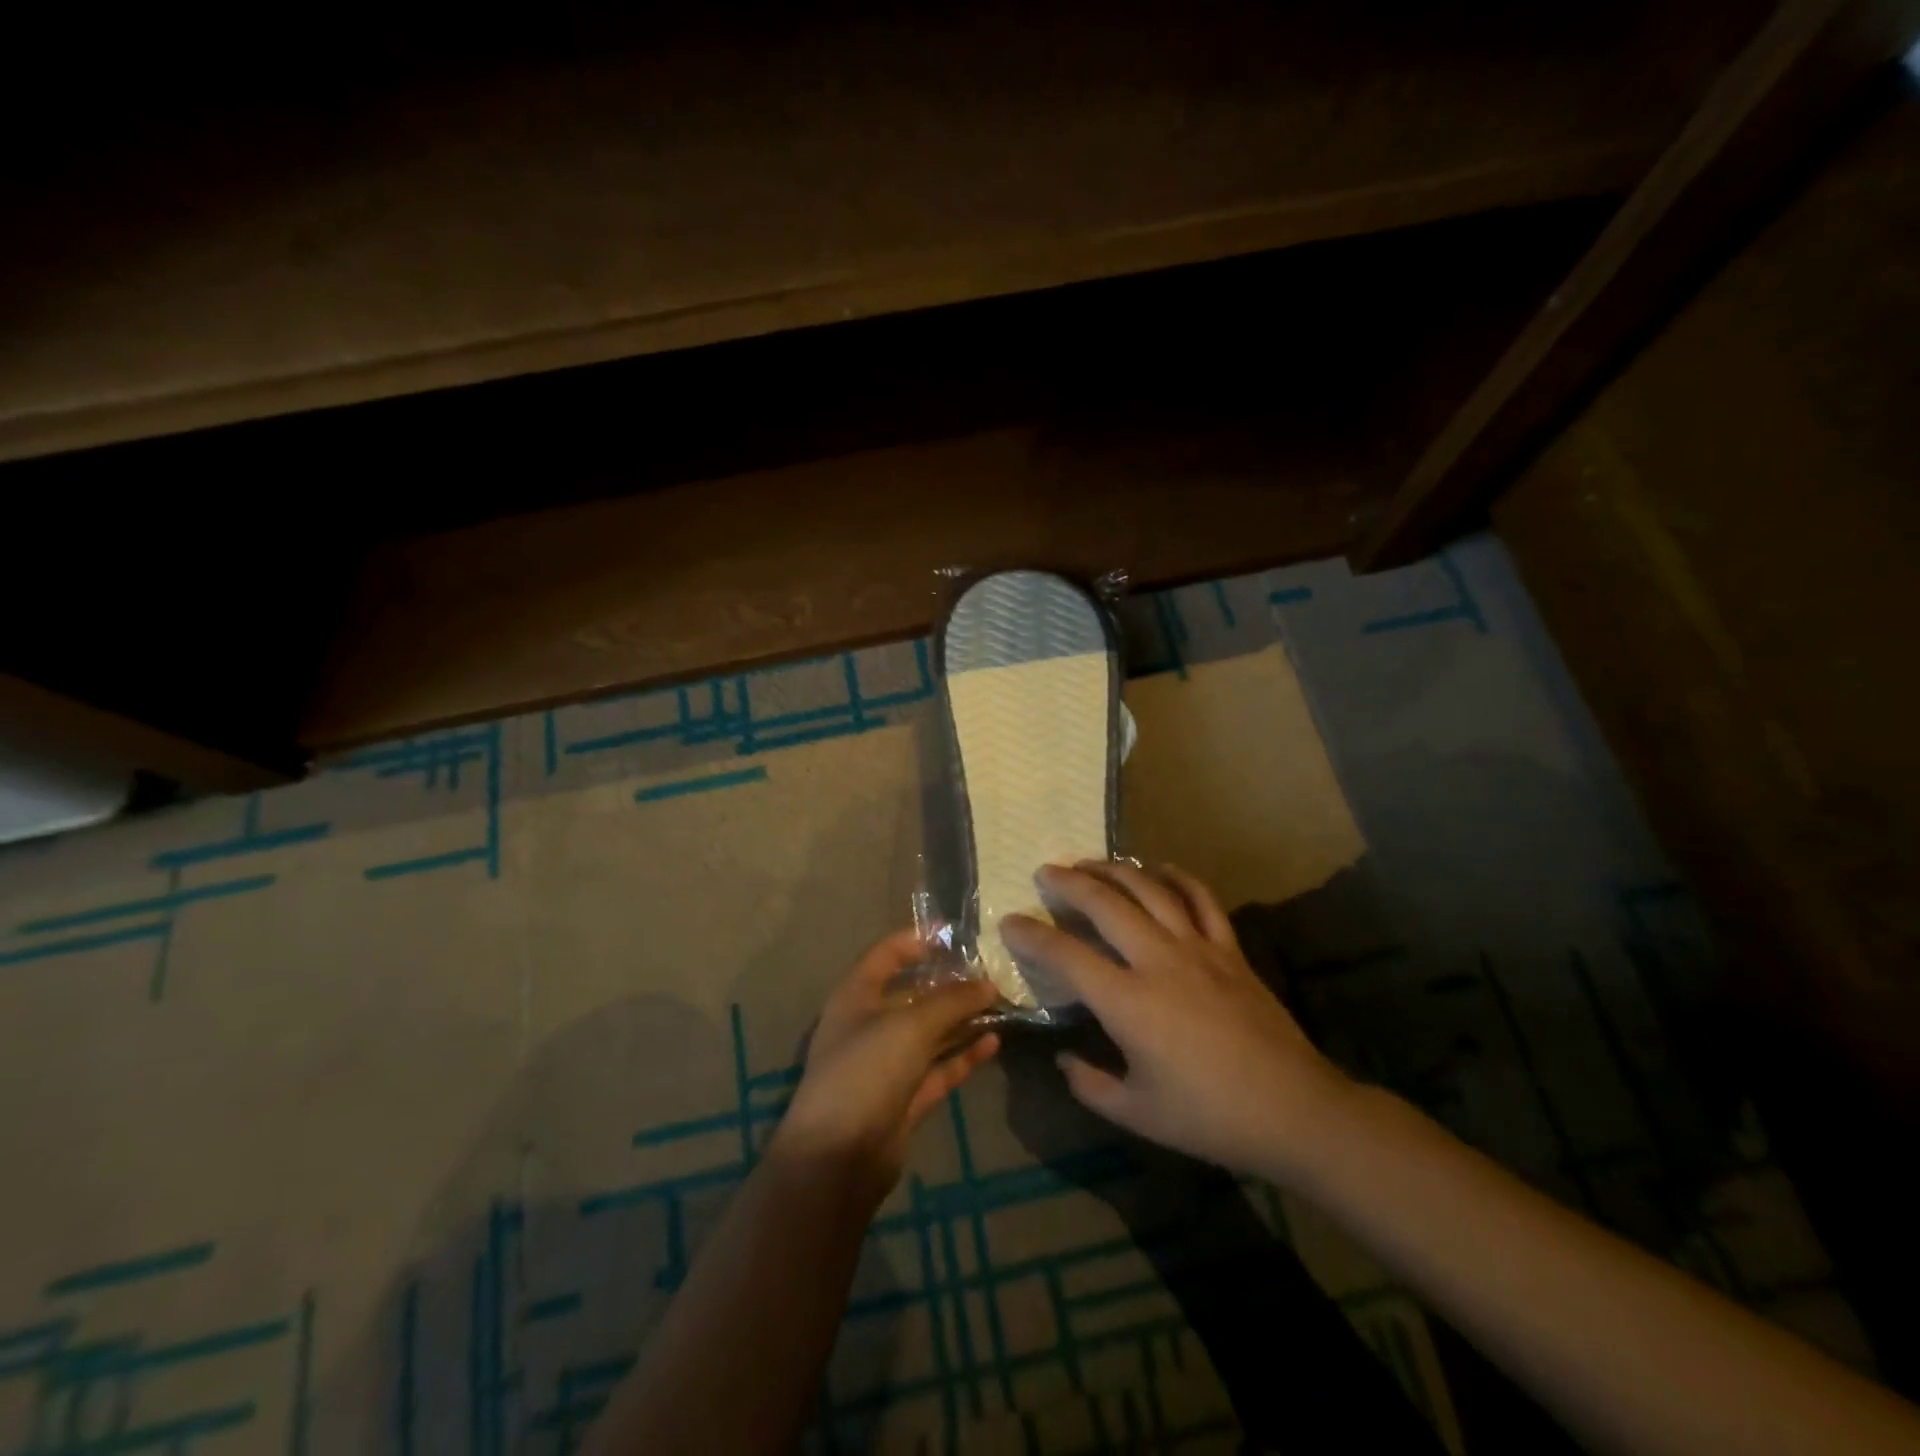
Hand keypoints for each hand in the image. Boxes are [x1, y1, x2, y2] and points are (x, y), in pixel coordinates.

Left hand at [777, 929, 1000, 1201]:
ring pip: (931, 1032)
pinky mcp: (904, 1098)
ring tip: (1002, 1004)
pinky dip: (963, 1055)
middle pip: (914, 994)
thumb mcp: (911, 1026)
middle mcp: (870, 1024)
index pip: (888, 954)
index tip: (957, 934)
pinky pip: (939, 1067)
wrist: (837, 1159)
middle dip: (951, 984)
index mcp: (857, 995)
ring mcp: (887, 1063)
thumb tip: (989, 984)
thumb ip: (952, 1001)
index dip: (918, 940)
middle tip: (994, 973)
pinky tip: (994, 1042)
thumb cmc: (866, 1071)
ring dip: (962, 1019)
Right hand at [1001, 862, 1355, 1183]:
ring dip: (1115, 870)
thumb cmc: (1210, 1118)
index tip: (1009, 923)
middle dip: (1069, 883)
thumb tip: (1065, 1058)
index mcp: (1129, 1002)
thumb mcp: (1138, 1114)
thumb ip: (1090, 1085)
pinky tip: (1158, 870)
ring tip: (1090, 863)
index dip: (1032, 936)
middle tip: (1046, 872)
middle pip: (1105, 904)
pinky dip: (1176, 877)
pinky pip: (1201, 899)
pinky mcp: (1229, 949)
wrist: (1295, 1112)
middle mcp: (1158, 961)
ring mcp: (1198, 948)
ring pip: (1150, 890)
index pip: (1066, 956)